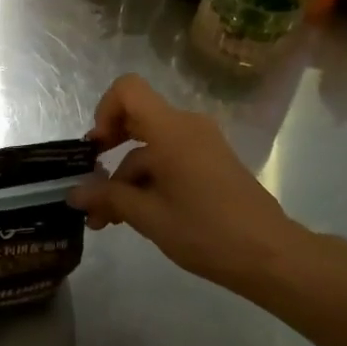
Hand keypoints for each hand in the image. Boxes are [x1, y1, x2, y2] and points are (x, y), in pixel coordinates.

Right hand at [70, 74, 302, 292]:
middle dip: (109, 150)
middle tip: (92, 185)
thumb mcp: (150, 217)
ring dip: (127, 177)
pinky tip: (137, 216)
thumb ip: (109, 198)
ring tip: (107, 220)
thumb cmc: (207, 231)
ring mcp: (203, 143)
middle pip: (137, 118)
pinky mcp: (212, 162)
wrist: (271, 256)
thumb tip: (75, 193)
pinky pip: (171, 157)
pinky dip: (150, 179)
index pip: (128, 89)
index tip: (96, 150)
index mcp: (171, 129)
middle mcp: (187, 125)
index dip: (104, 111)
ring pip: (152, 146)